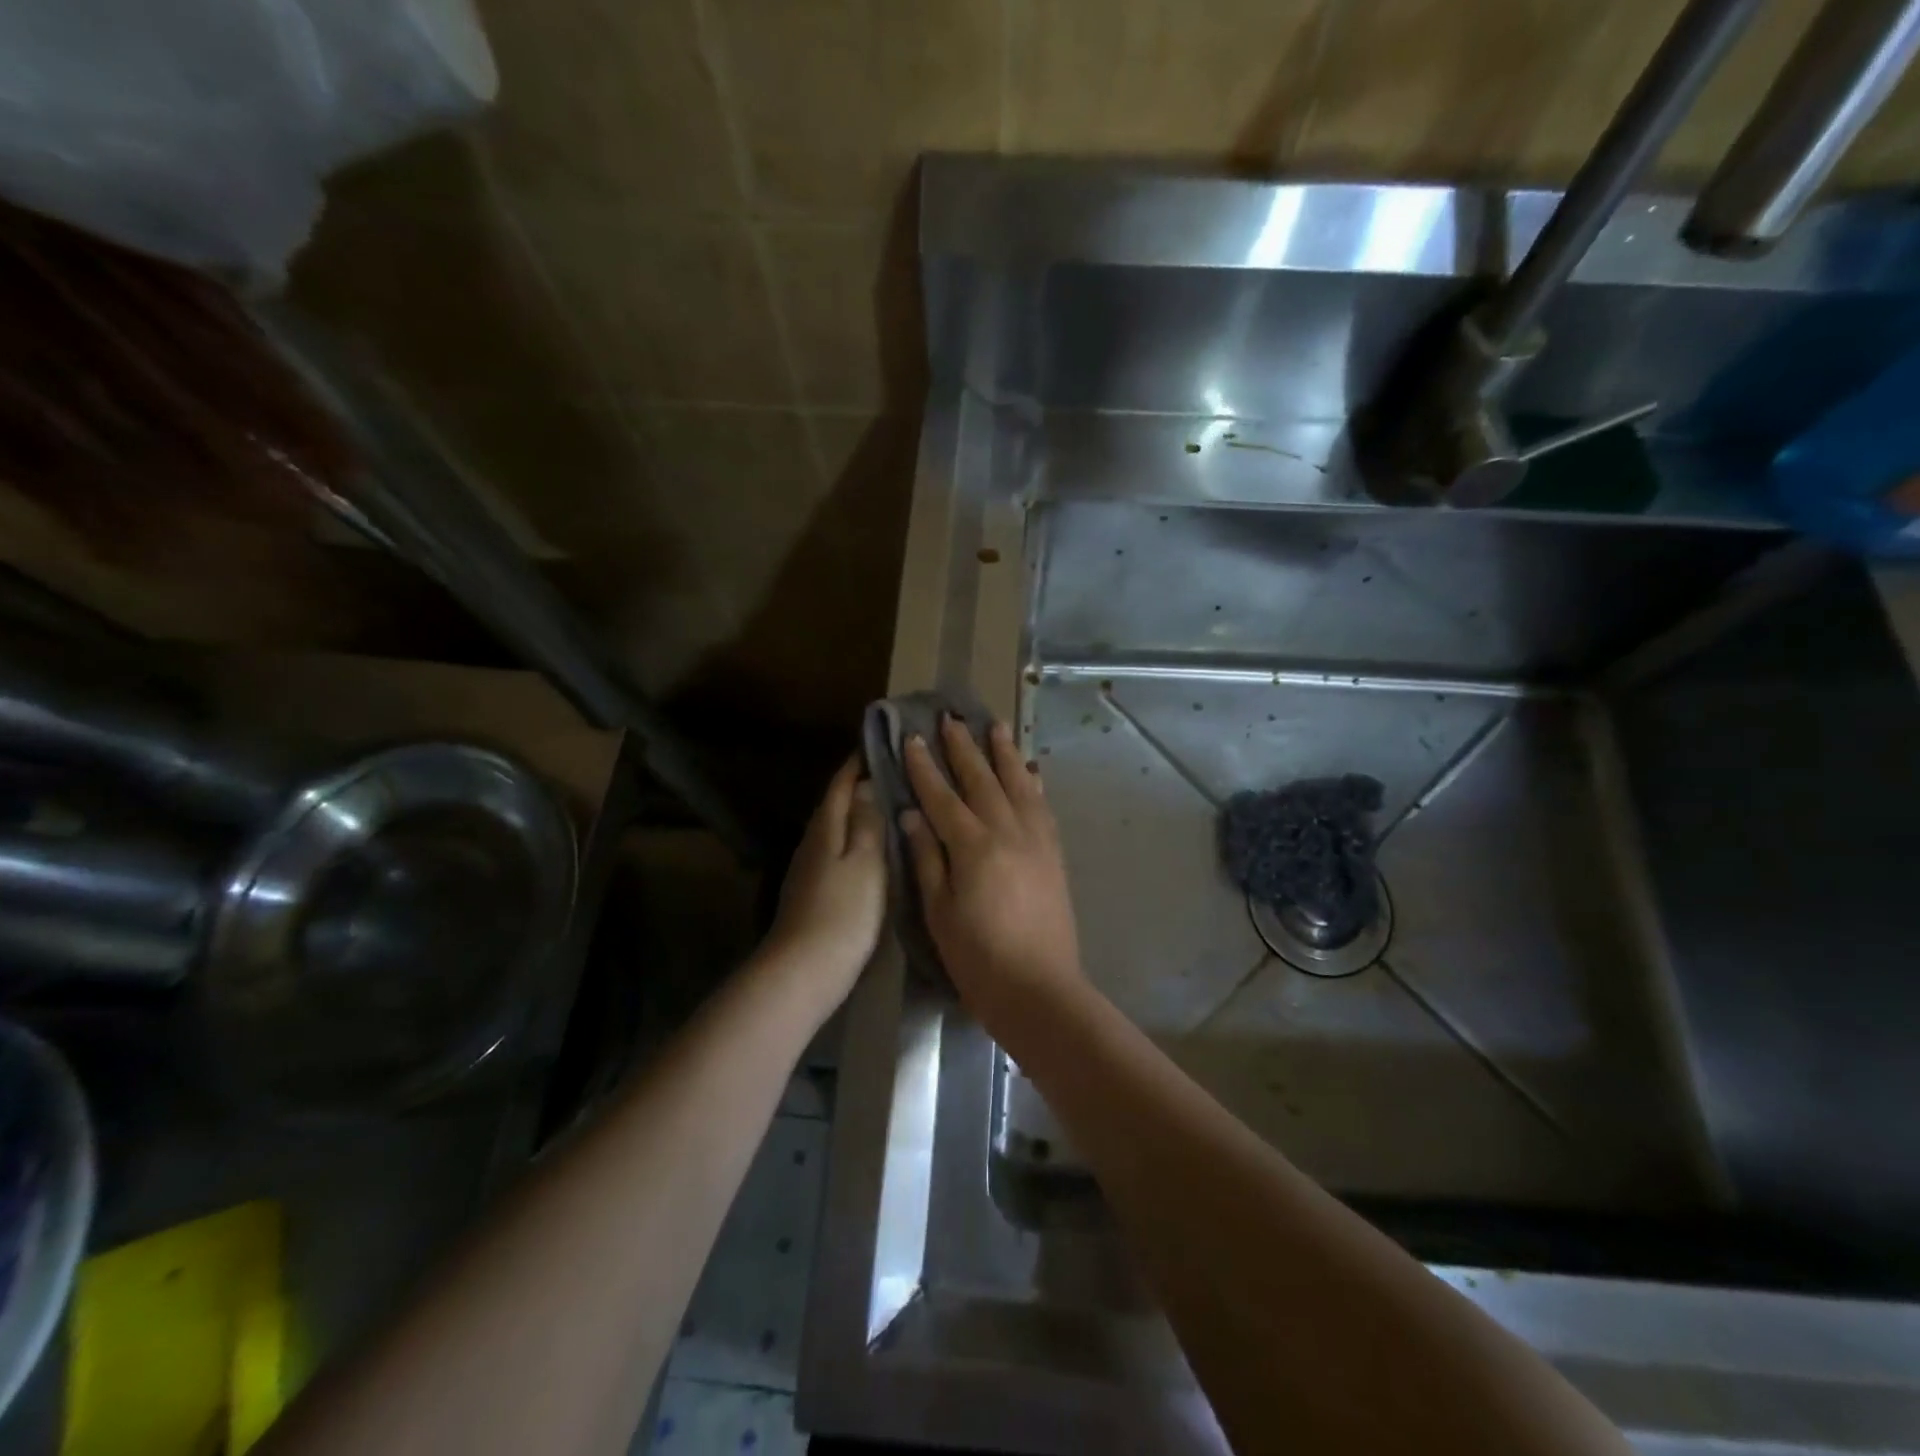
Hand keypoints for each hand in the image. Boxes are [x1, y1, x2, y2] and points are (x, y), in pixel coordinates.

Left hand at [766, 756, 885, 1010]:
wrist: (803, 971)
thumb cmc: (843, 913)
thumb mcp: (866, 862)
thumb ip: (868, 822)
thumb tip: (866, 783)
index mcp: (826, 827)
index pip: (841, 783)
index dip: (858, 761)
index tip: (881, 740)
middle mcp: (813, 841)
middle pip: (836, 803)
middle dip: (860, 784)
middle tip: (895, 770)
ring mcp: (809, 868)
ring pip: (837, 828)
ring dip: (859, 813)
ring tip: (891, 804)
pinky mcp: (813, 891)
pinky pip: (838, 851)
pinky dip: (855, 840)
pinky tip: (873, 849)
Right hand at [900, 717, 1085, 1020]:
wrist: (1039, 990)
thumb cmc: (978, 958)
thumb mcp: (939, 912)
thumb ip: (927, 858)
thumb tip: (912, 814)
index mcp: (973, 846)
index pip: (942, 796)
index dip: (925, 767)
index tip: (912, 738)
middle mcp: (1007, 832)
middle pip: (982, 780)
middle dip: (964, 748)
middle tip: (951, 718)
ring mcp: (1036, 841)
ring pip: (1018, 784)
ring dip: (1004, 754)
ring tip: (995, 727)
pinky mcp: (1054, 855)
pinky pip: (1043, 807)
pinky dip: (1034, 783)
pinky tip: (1031, 771)